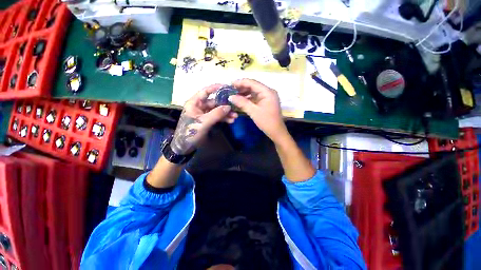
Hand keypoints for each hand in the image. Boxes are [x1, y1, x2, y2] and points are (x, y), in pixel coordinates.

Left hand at [171, 84, 237, 154]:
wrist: (185, 146)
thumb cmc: (190, 132)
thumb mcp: (203, 122)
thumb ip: (216, 114)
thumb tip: (228, 106)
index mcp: (195, 103)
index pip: (206, 91)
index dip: (216, 88)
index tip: (227, 88)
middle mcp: (200, 106)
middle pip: (214, 102)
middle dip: (225, 105)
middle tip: (235, 108)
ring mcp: (204, 114)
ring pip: (217, 110)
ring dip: (226, 113)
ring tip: (235, 117)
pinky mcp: (208, 120)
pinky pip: (217, 117)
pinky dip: (224, 119)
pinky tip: (231, 121)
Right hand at [229, 79, 288, 142]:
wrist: (276, 132)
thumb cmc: (266, 121)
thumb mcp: (253, 112)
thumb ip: (242, 103)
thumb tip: (230, 97)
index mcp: (267, 92)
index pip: (252, 82)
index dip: (240, 82)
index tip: (230, 84)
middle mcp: (268, 91)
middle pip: (253, 86)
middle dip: (241, 88)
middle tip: (230, 91)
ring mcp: (267, 97)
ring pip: (253, 92)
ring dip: (244, 93)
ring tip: (233, 95)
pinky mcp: (265, 102)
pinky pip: (255, 97)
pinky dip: (248, 98)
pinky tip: (240, 100)